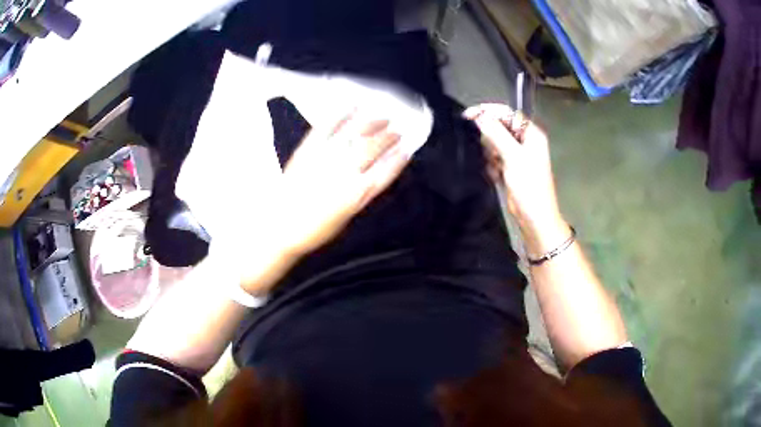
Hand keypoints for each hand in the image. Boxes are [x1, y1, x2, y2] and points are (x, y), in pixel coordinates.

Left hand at [273, 112, 409, 257]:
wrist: (280, 227)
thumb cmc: (314, 228)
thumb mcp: (346, 217)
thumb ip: (362, 195)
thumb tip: (376, 175)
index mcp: (356, 194)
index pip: (385, 170)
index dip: (398, 158)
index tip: (407, 148)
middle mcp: (343, 173)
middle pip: (372, 148)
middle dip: (388, 137)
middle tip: (396, 130)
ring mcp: (324, 158)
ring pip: (355, 135)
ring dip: (372, 123)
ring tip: (382, 118)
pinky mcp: (307, 150)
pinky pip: (327, 128)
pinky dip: (341, 115)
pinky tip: (352, 107)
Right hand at [464, 103, 560, 227]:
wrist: (534, 217)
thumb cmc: (528, 186)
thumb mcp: (512, 156)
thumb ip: (495, 133)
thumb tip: (479, 115)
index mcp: (531, 134)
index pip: (507, 114)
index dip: (488, 112)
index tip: (468, 115)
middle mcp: (525, 141)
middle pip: (500, 128)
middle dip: (490, 138)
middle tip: (490, 153)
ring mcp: (518, 155)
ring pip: (495, 144)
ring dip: (491, 154)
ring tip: (496, 168)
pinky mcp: (510, 168)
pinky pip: (495, 158)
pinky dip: (492, 165)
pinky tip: (496, 175)